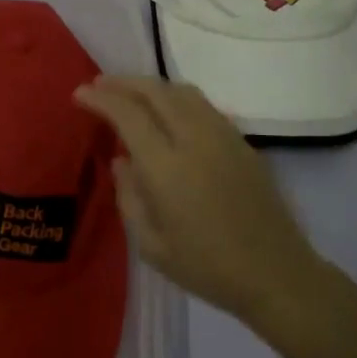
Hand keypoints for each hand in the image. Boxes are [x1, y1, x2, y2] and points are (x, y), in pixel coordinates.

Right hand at [74, 76, 322, 322]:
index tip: (80, 94)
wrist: (276, 275)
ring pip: (183, 92)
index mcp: (166, 167)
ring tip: (132, 94)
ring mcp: (223, 137)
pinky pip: (203, 106)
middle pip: (155, 91)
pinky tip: (169, 114)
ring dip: (151, 86)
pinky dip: (177, 99)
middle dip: (123, 82)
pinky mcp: (243, 143)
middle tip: (100, 85)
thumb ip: (129, 197)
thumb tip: (121, 162)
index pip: (127, 114)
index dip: (101, 98)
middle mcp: (195, 139)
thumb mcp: (151, 245)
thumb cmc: (207, 268)